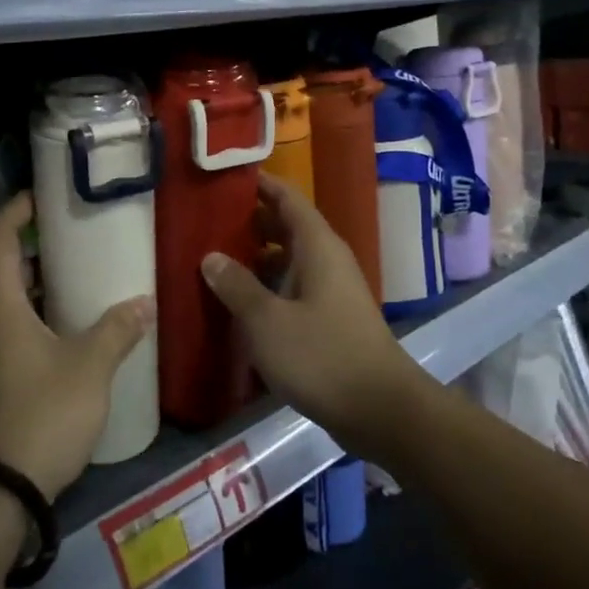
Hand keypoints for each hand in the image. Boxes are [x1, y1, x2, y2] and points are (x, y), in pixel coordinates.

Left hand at [0, 192, 154, 499]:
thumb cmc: (43, 414)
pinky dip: (23, 318)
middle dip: (32, 250)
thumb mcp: (89, 368)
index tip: (43, 196)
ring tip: (73, 283)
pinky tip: (58, 332)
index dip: (17, 210)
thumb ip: (117, 329)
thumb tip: (143, 304)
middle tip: (73, 241)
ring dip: (30, 288)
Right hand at [200, 173, 431, 455]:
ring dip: (258, 258)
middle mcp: (328, 259)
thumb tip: (211, 256)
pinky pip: (296, 288)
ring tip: (217, 262)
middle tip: (209, 223)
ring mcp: (333, 290)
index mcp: (317, 246)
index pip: (288, 198)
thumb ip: (236, 286)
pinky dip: (271, 287)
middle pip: (288, 227)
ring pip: (291, 260)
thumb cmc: (321, 355)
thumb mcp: (266, 321)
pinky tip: (243, 304)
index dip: (260, 185)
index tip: (225, 179)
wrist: (379, 409)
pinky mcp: (333, 318)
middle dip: (251, 223)